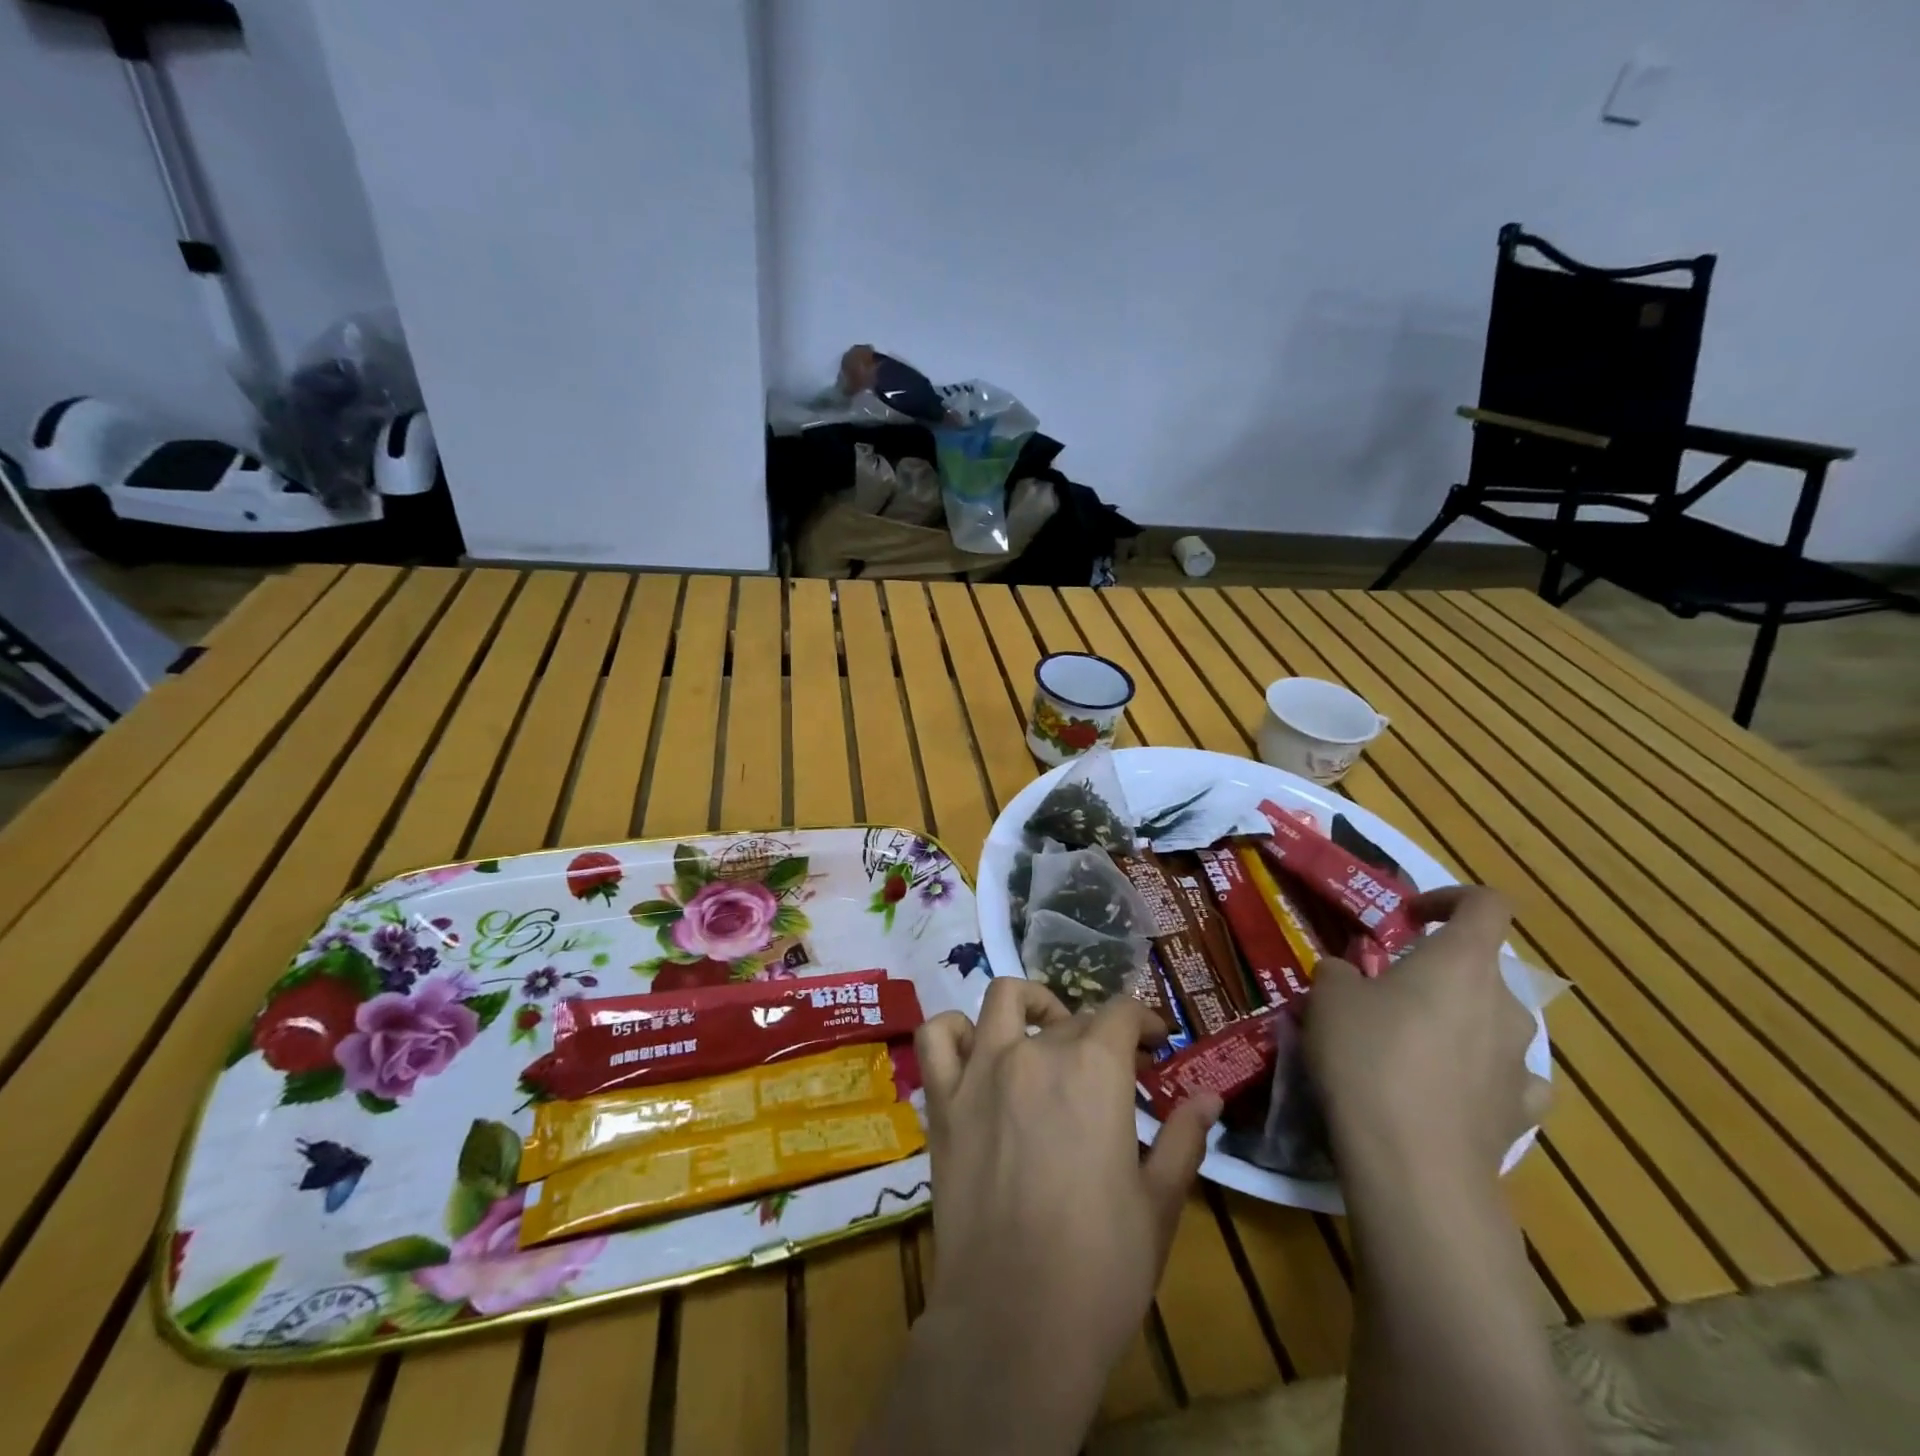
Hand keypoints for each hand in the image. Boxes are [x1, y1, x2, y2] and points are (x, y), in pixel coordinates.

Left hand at [877, 979, 1218, 1454]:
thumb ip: (1183, 1138)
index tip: (1157, 1044)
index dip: (1145, 1021)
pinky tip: (977, 1051)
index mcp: (1094, 1070)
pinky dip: (955, 1030)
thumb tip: (1210, 1097)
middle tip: (1114, 1069)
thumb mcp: (1159, 1204)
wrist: (1015, 1323)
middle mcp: (1035, 1053)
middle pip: (1071, 1016)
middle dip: (1100, 1033)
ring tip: (1044, 1033)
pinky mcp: (943, 1101)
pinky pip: (937, 1038)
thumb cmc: (1101, 1268)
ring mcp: (981, 1071)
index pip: (1122, 1014)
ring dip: (1030, 1007)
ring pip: (1002, 999)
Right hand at [1307, 887, 1547, 1191]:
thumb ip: (1341, 972)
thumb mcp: (1328, 997)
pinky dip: (1476, 1074)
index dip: (1450, 898)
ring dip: (1453, 1023)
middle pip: (1480, 968)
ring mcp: (1520, 1061)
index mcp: (1462, 962)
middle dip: (1435, 973)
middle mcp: (1504, 1003)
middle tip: (1385, 994)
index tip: (1409, 918)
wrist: (1412, 1163)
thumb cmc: (1367, 1057)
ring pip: (1489, 1022)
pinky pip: (1502, 1076)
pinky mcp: (1521, 1112)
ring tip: (1404, 1049)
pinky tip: (1444, 1091)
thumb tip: (1349, 975)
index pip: (1486, 903)